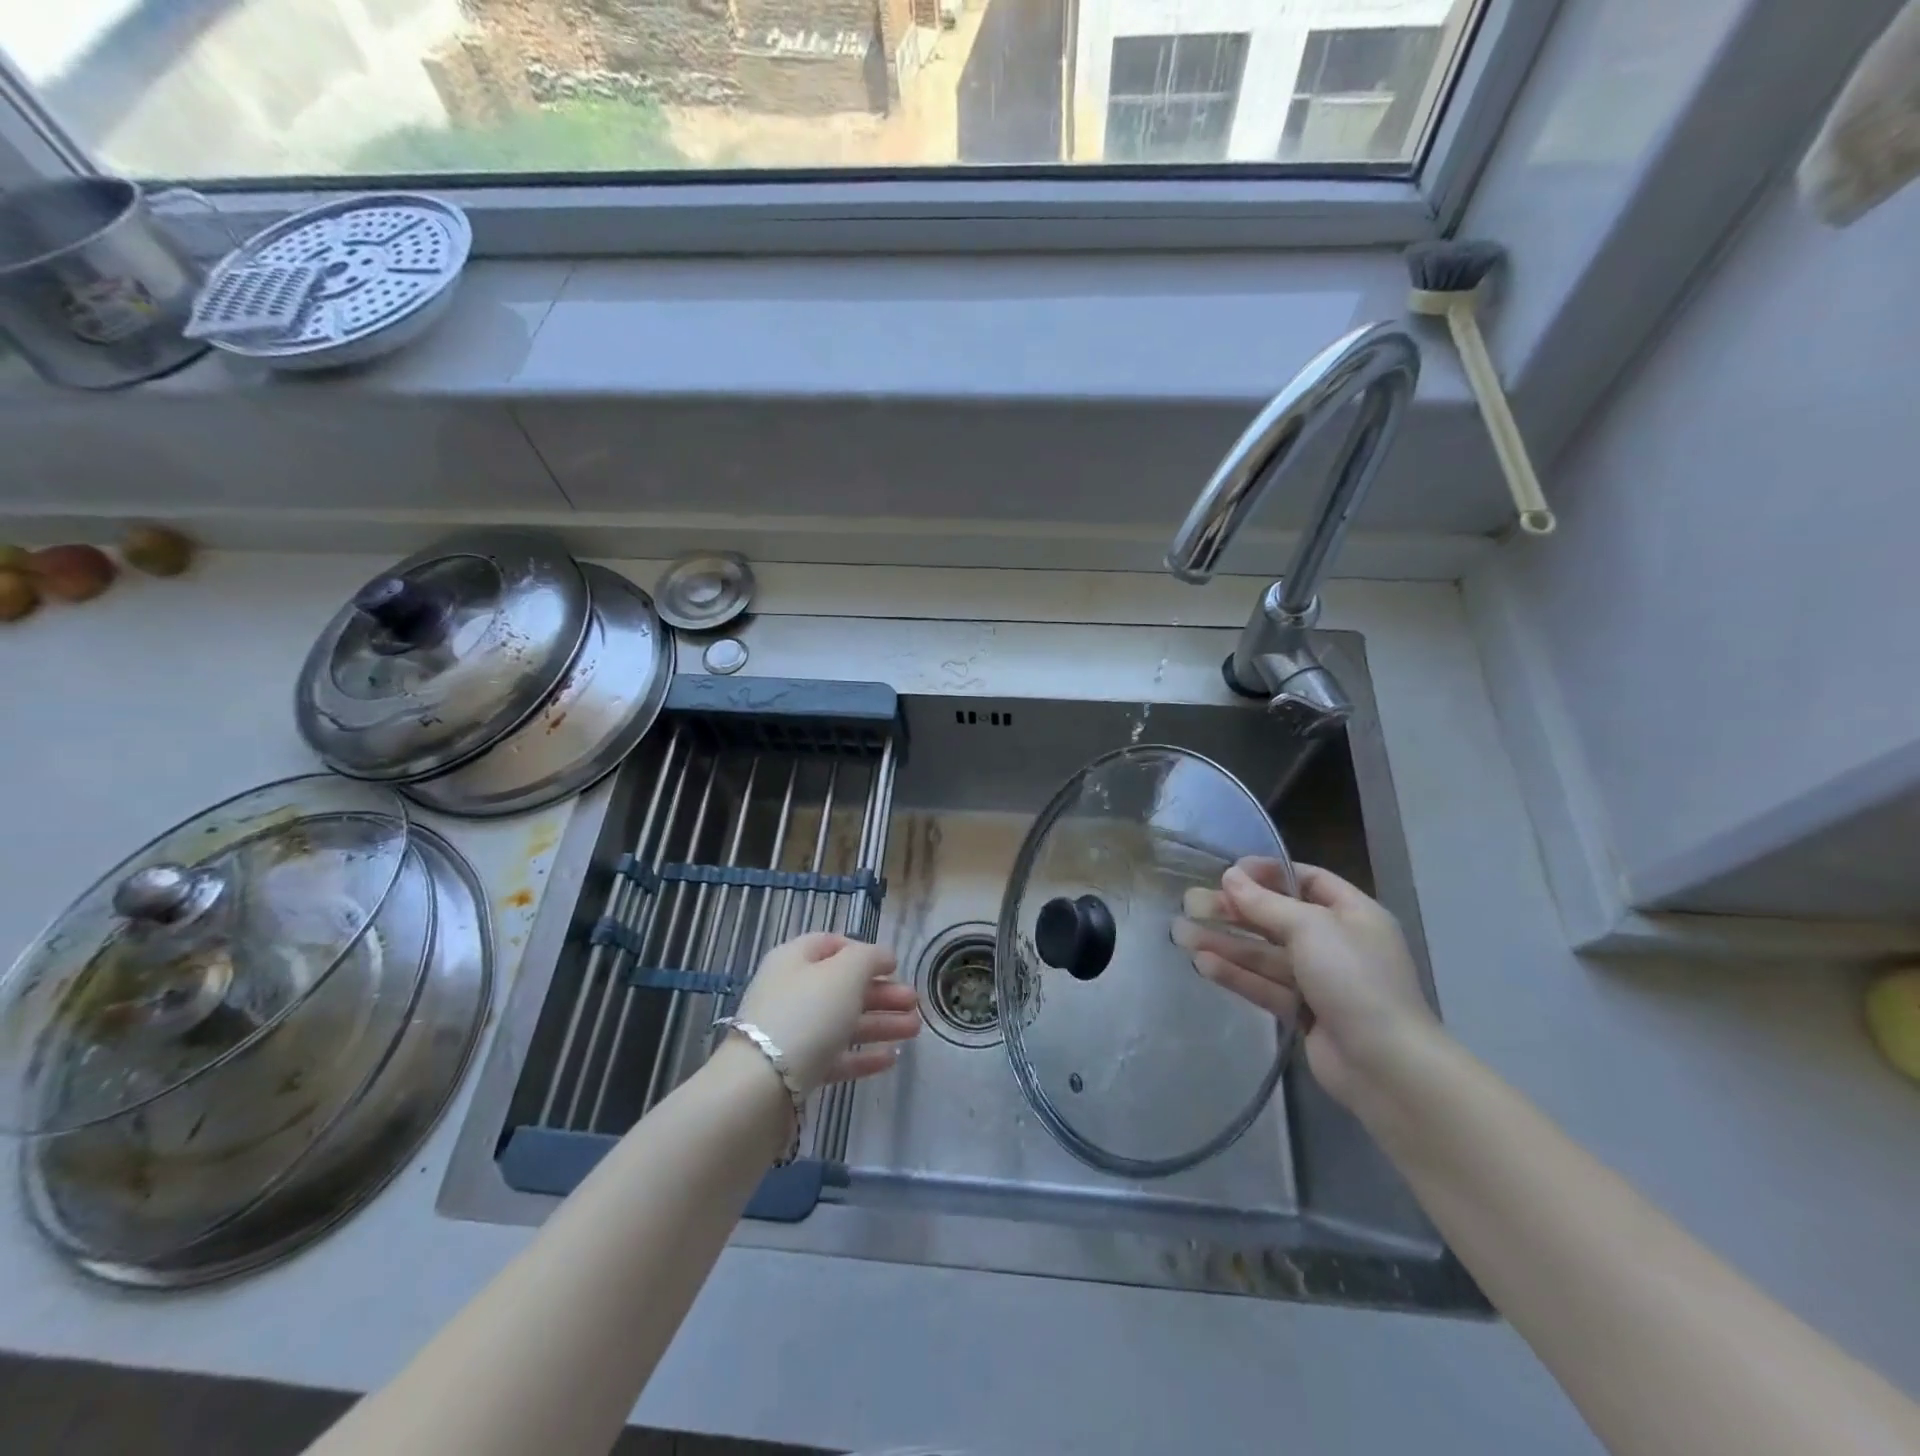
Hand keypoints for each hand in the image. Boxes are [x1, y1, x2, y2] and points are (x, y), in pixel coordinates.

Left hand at [732, 932, 920, 1093]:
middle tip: (914, 1002)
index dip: (864, 952)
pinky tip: (891, 1058)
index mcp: (794, 959)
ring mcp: (792, 1033)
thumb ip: (869, 958)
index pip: (832, 945)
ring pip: (843, 1022)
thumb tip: (883, 956)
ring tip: (915, 1029)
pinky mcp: (796, 1070)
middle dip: (881, 992)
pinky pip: (835, 1056)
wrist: (761, 1087)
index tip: (894, 966)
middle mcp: (791, 991)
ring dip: (880, 1023)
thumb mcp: (845, 973)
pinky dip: (863, 1055)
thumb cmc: (806, 1015)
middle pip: (842, 986)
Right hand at [1174, 859, 1437, 1111]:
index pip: (1308, 880)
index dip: (1268, 873)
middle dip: (1235, 911)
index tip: (1228, 871)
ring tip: (1181, 933)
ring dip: (1226, 943)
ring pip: (1265, 954)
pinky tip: (1202, 964)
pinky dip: (1236, 974)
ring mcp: (1321, 980)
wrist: (1386, 1065)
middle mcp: (1338, 943)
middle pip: (1278, 918)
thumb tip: (1230, 876)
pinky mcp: (1304, 1013)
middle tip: (1192, 903)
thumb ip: (1265, 903)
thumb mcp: (1309, 928)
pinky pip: (1265, 985)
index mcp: (1353, 914)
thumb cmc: (1354, 979)